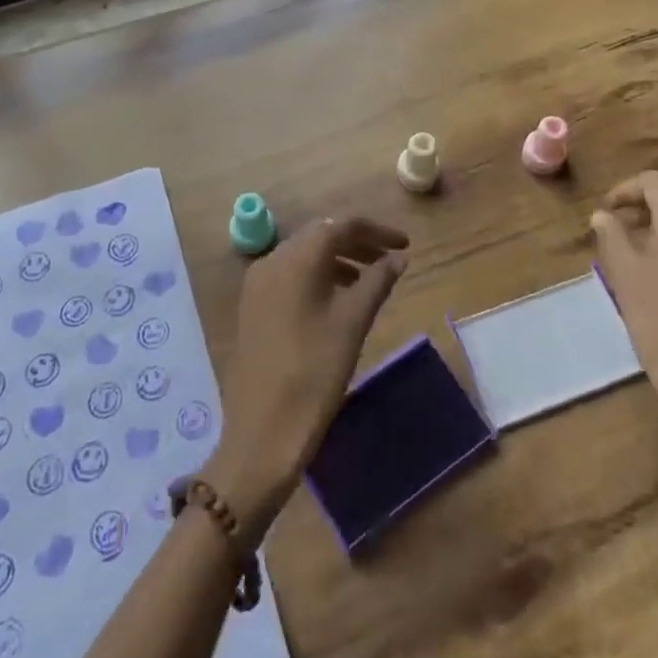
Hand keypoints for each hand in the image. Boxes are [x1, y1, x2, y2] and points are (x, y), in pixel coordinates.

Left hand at [209, 217, 408, 538]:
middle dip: (357, 242)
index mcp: (296, 259)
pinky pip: (290, 275)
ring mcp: (257, 284)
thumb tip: (398, 257)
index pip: (341, 225)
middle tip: (389, 259)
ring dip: (338, 259)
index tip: (405, 245)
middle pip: (320, 235)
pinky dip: (317, 276)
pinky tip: (337, 299)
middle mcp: (272, 261)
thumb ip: (377, 281)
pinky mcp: (253, 307)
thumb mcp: (352, 323)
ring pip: (304, 255)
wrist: (262, 432)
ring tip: (369, 280)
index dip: (377, 231)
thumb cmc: (314, 373)